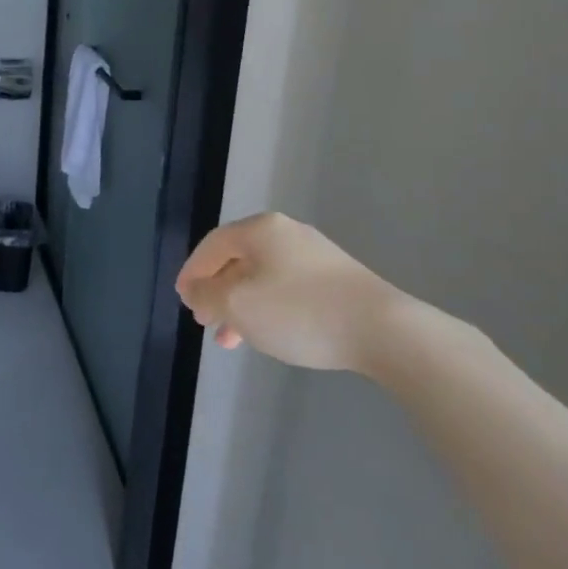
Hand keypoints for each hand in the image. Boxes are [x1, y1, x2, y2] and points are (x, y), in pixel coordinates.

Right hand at [175, 213, 410, 372]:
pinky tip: (268, 334)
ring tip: (232, 338)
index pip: (211, 246)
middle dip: (216, 292)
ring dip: (241, 306)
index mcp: (259, 229)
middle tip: (205, 321)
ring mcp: (315, 255)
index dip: (191, 273)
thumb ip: (206, 294)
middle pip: (236, 260)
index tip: (183, 300)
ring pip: (261, 278)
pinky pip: (286, 289)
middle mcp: (286, 233)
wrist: (384, 331)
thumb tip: (195, 289)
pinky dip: (268, 308)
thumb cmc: (299, 312)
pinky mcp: (337, 279)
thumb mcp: (237, 304)